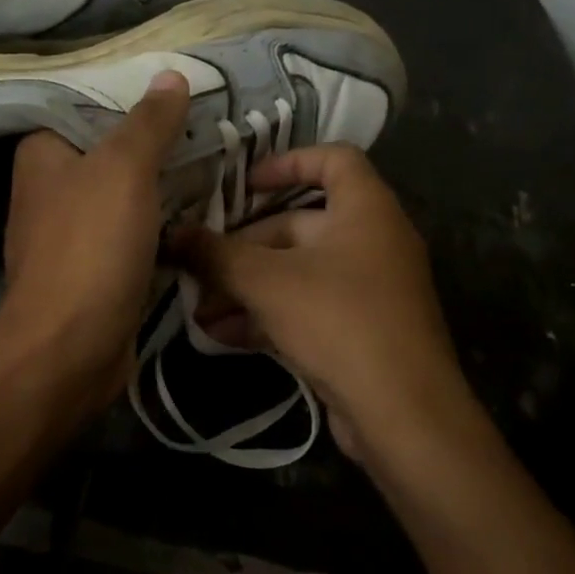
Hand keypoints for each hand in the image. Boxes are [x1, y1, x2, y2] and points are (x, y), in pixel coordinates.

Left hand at [0, 70, 191, 409]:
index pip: (89, 108)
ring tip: (215, 166)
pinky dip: (159, 227)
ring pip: (124, 197)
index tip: (184, 98)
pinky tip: (198, 216)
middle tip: (211, 131)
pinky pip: (131, 235)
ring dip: (162, 189)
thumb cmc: (91, 246)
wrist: (71, 347)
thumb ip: (149, 122)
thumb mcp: (124, 169)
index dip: (135, 101)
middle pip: (110, 153)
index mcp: (42, 154)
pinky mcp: (92, 271)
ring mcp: (69, 234)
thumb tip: (171, 75)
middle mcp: (49, 189)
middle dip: (156, 146)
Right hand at [168, 144, 475, 460]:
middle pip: (299, 225)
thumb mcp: (267, 282)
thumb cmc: (338, 321)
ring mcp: (368, 289)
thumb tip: (172, 233)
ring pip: (297, 272)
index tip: (243, 184)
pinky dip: (268, 315)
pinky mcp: (360, 330)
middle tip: (199, 267)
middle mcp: (372, 241)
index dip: (287, 162)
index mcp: (366, 210)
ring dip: (247, 287)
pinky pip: (307, 307)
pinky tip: (222, 335)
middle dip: (244, 248)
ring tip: (200, 310)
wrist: (402, 414)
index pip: (333, 159)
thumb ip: (216, 255)